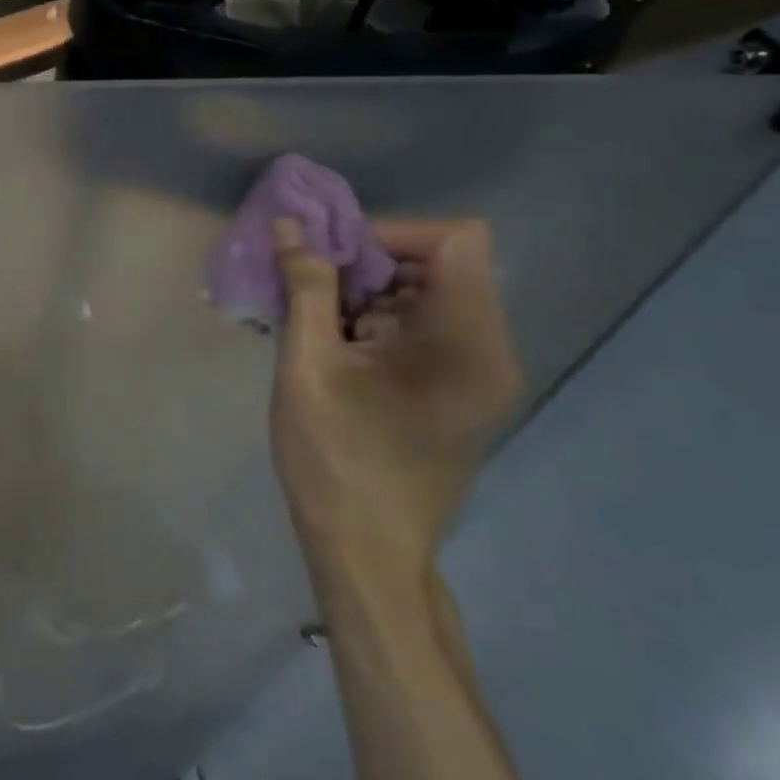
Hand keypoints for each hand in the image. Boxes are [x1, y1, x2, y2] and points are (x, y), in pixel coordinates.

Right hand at [269, 217, 520, 604]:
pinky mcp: (460, 389)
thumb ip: (305, 286)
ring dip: (369, 292)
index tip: (337, 259)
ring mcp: (479, 372)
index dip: (393, 232)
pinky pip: (426, 324)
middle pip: (440, 261)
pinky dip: (379, 320)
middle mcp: (489, 349)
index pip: (455, 238)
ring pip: (428, 291)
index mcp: (467, 342)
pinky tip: (337, 350)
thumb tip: (290, 224)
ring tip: (319, 323)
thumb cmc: (337, 461)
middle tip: (315, 288)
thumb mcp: (308, 366)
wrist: (368, 556)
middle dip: (371, 262)